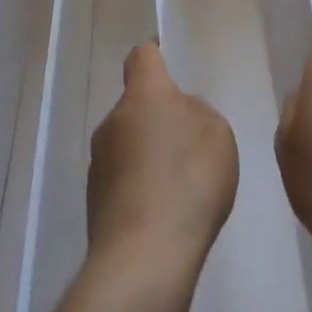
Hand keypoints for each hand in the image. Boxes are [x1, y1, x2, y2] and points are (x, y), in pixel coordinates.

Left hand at [88, 43, 237, 275]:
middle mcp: (113, 121)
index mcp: (144, 95)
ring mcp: (99, 163)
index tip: (169, 57)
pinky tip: (165, 211)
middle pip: (136, 104)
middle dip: (159, 114)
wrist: (144, 259)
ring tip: (180, 183)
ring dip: (149, 152)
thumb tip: (177, 116)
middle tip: (190, 139)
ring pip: (128, 142)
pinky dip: (141, 185)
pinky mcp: (95, 202)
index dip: (156, 52)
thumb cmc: (189, 181)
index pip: (142, 56)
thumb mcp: (217, 134)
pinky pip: (123, 178)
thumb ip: (196, 114)